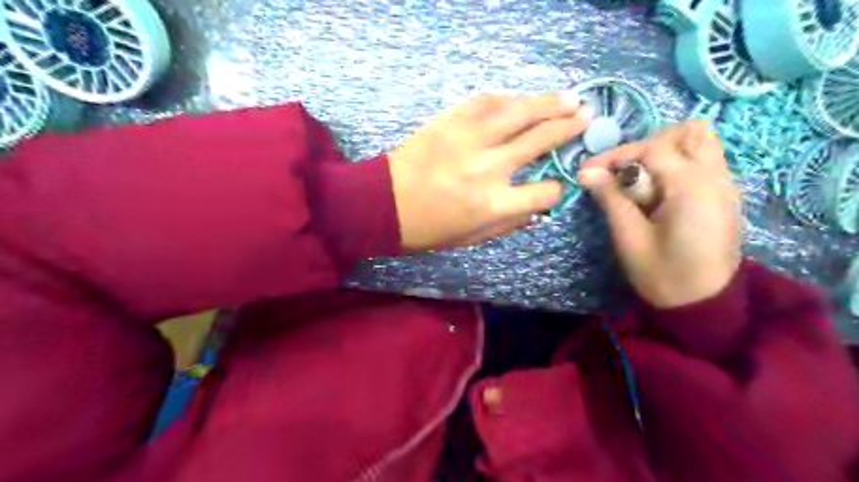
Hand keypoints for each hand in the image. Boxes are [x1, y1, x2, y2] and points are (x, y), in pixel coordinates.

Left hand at [388, 92, 591, 249]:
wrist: (382, 204)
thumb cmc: (427, 229)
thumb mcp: (472, 239)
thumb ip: (510, 224)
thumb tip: (538, 209)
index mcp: (494, 204)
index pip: (545, 191)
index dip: (558, 188)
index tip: (558, 183)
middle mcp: (489, 167)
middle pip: (540, 140)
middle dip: (569, 128)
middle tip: (587, 115)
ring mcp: (469, 139)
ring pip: (519, 112)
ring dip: (548, 103)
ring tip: (570, 98)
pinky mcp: (450, 121)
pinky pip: (485, 101)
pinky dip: (508, 99)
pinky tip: (520, 99)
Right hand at [580, 121, 742, 308]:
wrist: (703, 305)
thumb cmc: (662, 275)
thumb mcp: (630, 238)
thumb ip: (611, 199)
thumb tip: (587, 172)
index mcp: (692, 187)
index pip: (652, 148)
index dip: (616, 155)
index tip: (589, 172)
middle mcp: (716, 177)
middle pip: (689, 132)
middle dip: (649, 145)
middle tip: (624, 172)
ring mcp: (725, 186)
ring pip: (700, 143)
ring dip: (666, 152)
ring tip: (640, 180)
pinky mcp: (724, 197)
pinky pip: (703, 162)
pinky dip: (678, 165)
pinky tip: (658, 193)